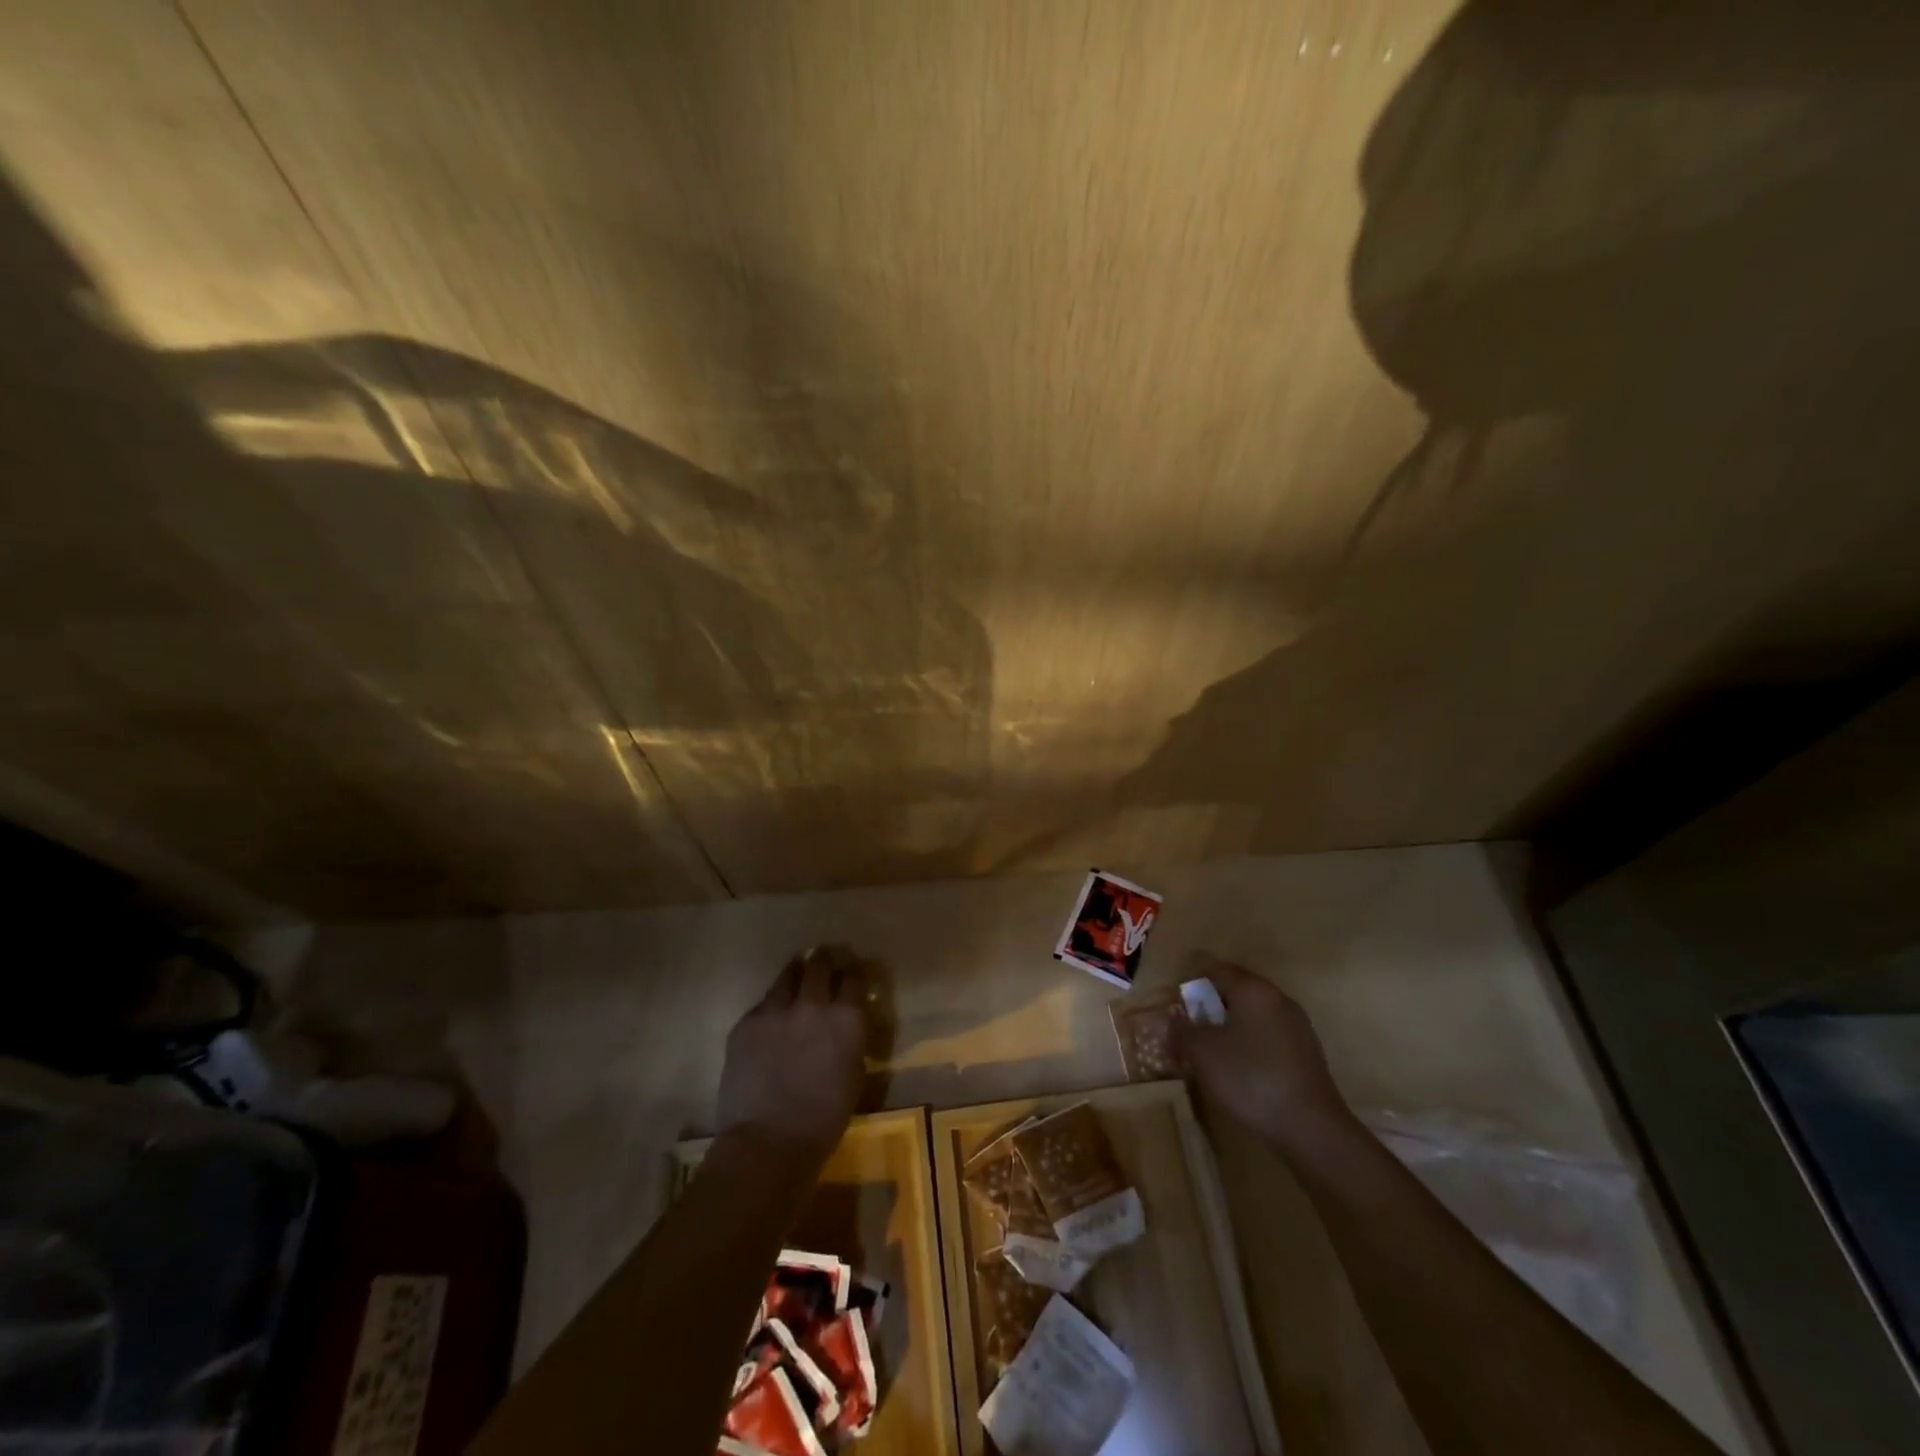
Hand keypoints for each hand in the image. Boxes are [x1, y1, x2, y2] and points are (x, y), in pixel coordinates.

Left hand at [716, 945, 868, 1162]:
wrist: (769, 1142)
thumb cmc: (824, 1119)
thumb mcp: (854, 1074)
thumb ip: (851, 1040)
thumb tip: (847, 1025)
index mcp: (846, 1018)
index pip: (854, 977)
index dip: (854, 972)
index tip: (853, 972)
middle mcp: (813, 1003)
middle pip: (820, 965)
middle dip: (825, 960)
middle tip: (825, 961)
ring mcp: (776, 1010)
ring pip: (787, 976)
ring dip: (796, 974)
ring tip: (796, 974)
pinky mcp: (747, 1023)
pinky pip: (763, 1004)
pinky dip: (772, 1006)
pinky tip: (771, 1017)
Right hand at [1182, 960, 1352, 1148]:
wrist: (1310, 1127)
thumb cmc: (1251, 1079)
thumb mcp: (1203, 1053)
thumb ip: (1183, 1030)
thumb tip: (1174, 1019)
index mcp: (1254, 990)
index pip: (1216, 970)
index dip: (1192, 985)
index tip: (1177, 1007)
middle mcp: (1278, 999)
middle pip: (1236, 991)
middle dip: (1210, 1007)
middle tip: (1191, 1031)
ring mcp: (1297, 1026)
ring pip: (1253, 1015)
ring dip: (1229, 1027)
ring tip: (1212, 1053)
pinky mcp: (1306, 1052)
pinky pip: (1268, 1035)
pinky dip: (1250, 1044)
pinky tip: (1240, 1070)